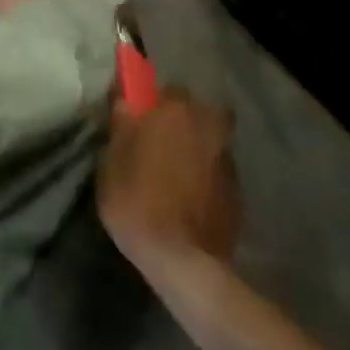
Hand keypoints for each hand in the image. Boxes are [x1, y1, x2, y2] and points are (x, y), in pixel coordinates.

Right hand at [98, 91, 241, 275]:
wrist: (184, 261)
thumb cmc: (138, 201)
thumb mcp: (112, 160)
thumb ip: (121, 122)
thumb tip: (125, 97)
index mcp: (176, 110)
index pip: (164, 88)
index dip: (150, 103)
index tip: (138, 119)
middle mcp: (208, 124)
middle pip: (192, 112)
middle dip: (178, 122)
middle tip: (156, 145)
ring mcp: (227, 157)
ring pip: (207, 139)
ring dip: (193, 148)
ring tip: (172, 175)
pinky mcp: (237, 189)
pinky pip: (215, 169)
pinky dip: (204, 175)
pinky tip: (187, 197)